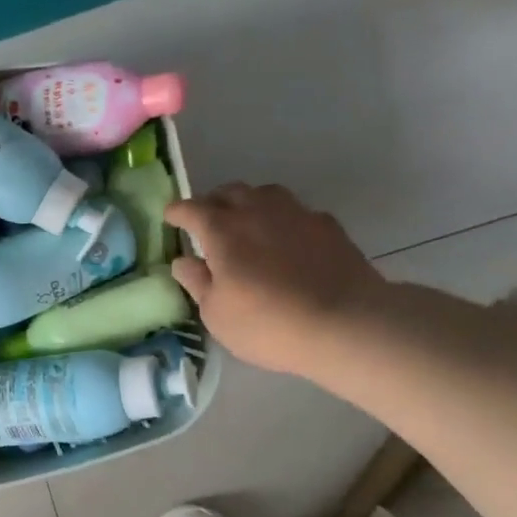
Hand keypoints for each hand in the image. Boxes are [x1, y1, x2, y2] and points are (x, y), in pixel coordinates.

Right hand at [165, 184, 385, 377]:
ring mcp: (297, 214)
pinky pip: (296, 212)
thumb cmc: (267, 323)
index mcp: (222, 230)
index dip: (177, 212)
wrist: (346, 323)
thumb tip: (183, 261)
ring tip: (246, 224)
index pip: (191, 209)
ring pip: (265, 194)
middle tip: (206, 222)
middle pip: (229, 192)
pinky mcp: (328, 226)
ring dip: (249, 204)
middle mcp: (257, 211)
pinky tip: (286, 241)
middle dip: (212, 203)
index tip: (170, 218)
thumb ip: (197, 282)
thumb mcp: (217, 314)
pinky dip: (282, 220)